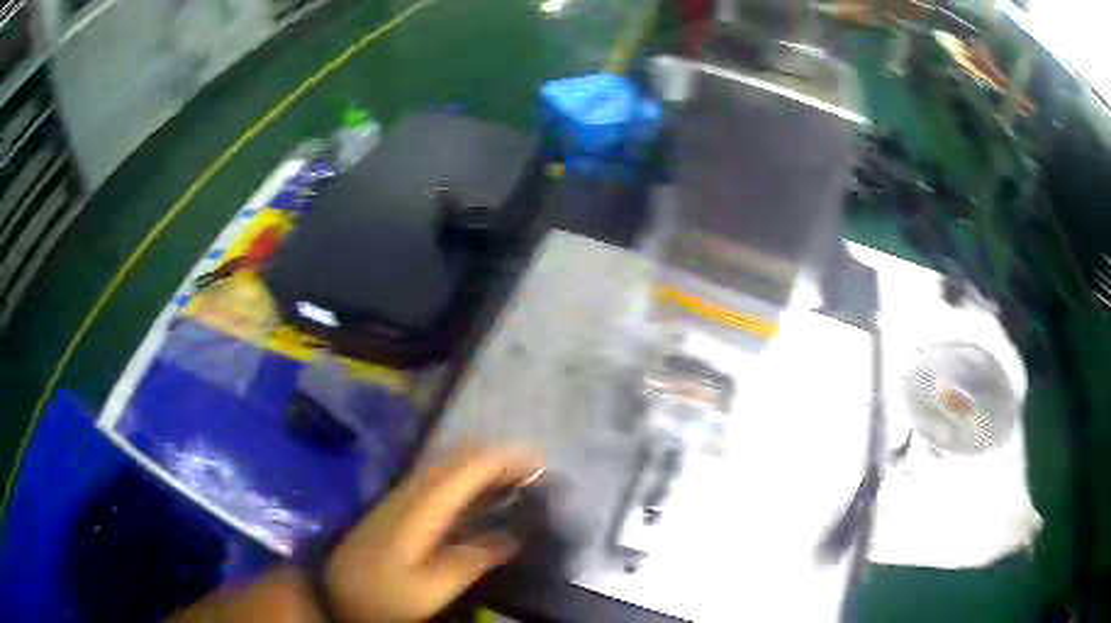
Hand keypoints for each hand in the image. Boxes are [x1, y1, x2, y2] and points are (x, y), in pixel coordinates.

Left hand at [324, 447, 541, 622]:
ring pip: (449, 466)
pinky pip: (442, 480)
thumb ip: (473, 559)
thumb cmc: (385, 594)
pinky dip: (468, 480)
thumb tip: (512, 537)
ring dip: (484, 466)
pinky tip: (482, 498)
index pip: (468, 467)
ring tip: (518, 481)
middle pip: (459, 458)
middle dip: (500, 458)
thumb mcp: (433, 587)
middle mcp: (413, 491)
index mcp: (423, 507)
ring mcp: (404, 496)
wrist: (338, 591)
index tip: (541, 463)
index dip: (506, 459)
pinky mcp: (400, 506)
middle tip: (536, 473)